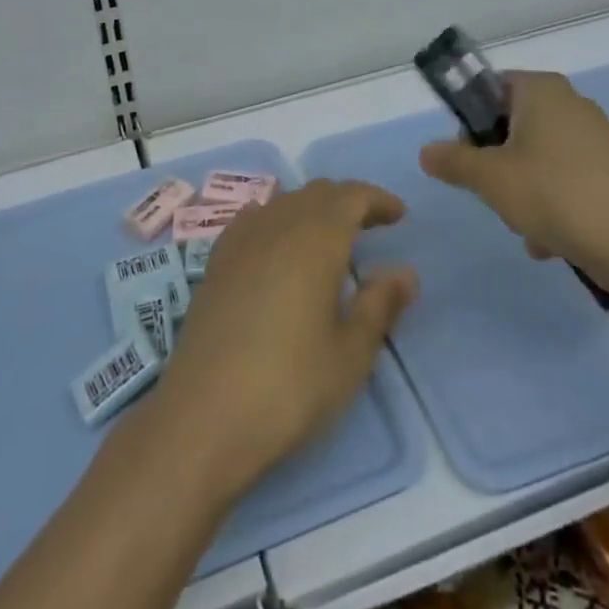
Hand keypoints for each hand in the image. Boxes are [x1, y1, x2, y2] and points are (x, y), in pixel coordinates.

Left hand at [154, 181, 417, 497]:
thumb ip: (380, 305)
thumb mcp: (350, 354)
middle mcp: (277, 225)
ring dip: (312, 209)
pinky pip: (253, 220)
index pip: (351, 196)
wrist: (204, 415)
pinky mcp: (216, 262)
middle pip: (316, 193)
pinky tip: (278, 246)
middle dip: (347, 202)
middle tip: (371, 226)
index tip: (399, 216)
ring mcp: (240, 240)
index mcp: (316, 238)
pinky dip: (276, 220)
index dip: (377, 199)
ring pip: (284, 202)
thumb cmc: (289, 386)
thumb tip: (405, 272)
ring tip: (329, 239)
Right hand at [418, 70, 608, 302]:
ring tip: (527, 229)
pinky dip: (552, 207)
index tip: (465, 157)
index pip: (489, 88)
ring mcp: (596, 139)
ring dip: (522, 193)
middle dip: (496, 165)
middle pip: (511, 126)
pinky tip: (552, 243)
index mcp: (540, 90)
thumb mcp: (491, 178)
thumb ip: (453, 161)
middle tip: (493, 193)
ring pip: (536, 159)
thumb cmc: (558, 195)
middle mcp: (570, 104)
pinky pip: (565, 182)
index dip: (468, 121)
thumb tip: (426, 151)